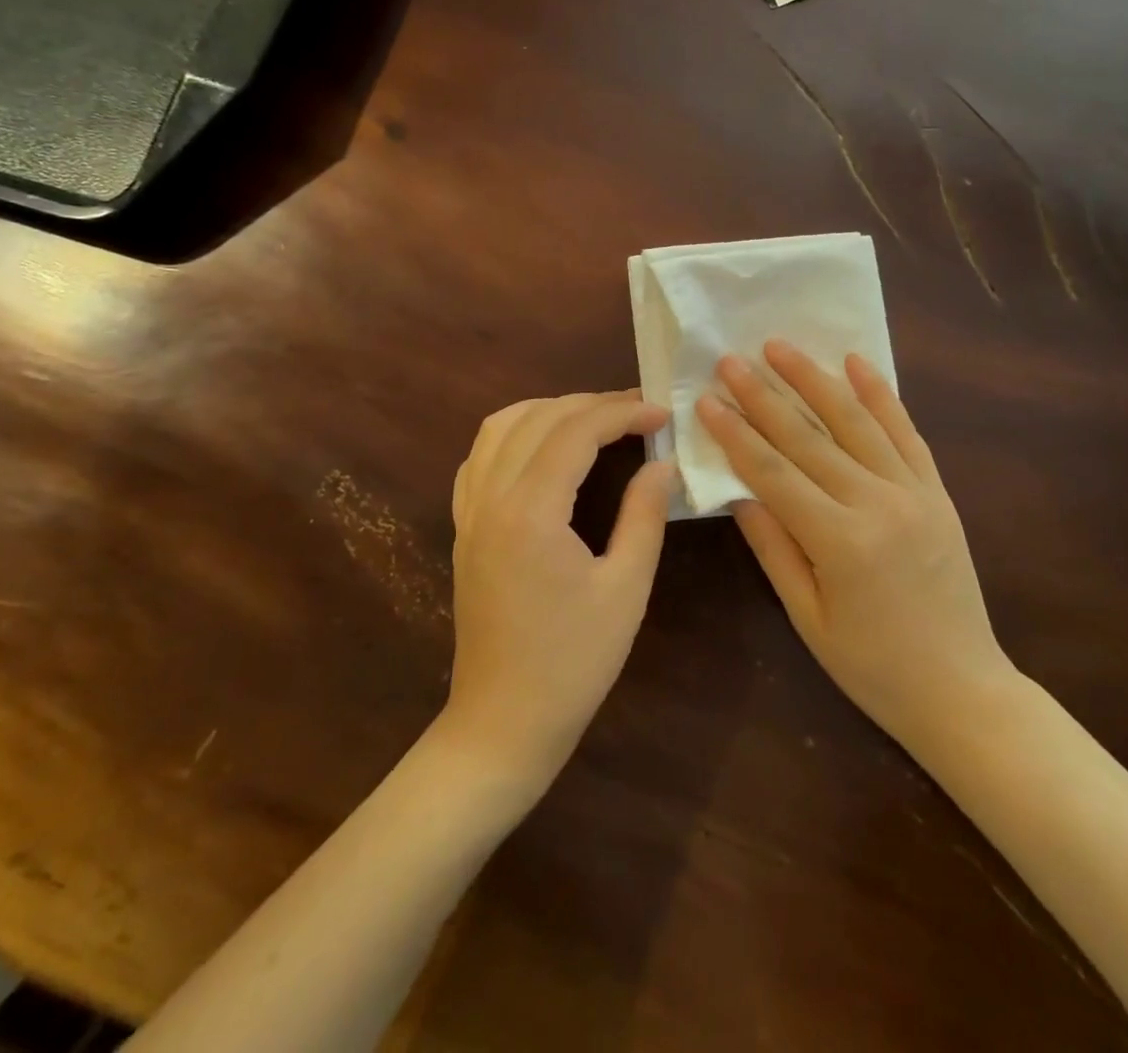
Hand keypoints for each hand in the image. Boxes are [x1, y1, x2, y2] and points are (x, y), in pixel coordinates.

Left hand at [444, 390, 674, 791]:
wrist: (503, 723)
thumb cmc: (573, 662)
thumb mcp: (625, 589)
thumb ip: (644, 515)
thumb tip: (663, 465)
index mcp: (531, 511)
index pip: (576, 431)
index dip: (623, 412)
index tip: (663, 413)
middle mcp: (491, 498)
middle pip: (538, 419)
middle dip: (592, 404)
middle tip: (640, 412)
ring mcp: (470, 512)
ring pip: (500, 428)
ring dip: (549, 410)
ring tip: (595, 419)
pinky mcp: (464, 529)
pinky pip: (480, 458)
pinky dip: (514, 434)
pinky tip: (543, 449)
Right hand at [697, 342, 1010, 749]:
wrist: (962, 689)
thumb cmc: (873, 667)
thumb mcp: (809, 617)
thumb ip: (774, 549)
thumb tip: (737, 494)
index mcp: (840, 542)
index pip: (773, 472)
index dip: (736, 434)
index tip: (707, 400)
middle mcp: (878, 504)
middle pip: (808, 438)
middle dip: (764, 395)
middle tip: (731, 359)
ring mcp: (913, 492)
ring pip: (856, 421)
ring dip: (815, 379)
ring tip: (781, 346)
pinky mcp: (937, 491)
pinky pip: (906, 432)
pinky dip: (881, 394)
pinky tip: (857, 362)